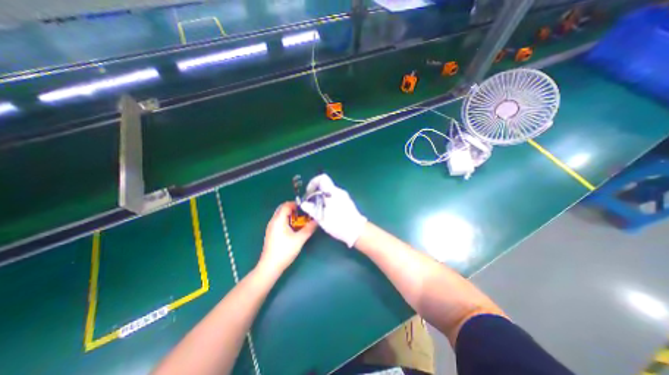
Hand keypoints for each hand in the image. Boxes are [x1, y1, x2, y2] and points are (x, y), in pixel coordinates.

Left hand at [257, 202, 315, 275]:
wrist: (270, 266)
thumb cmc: (284, 251)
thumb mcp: (299, 239)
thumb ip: (309, 228)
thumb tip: (317, 221)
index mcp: (279, 220)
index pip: (286, 205)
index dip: (296, 204)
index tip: (305, 207)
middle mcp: (273, 221)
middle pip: (283, 209)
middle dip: (294, 209)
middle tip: (304, 213)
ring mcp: (271, 228)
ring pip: (281, 216)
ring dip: (290, 215)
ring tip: (300, 220)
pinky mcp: (271, 233)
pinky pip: (279, 222)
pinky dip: (286, 221)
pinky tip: (293, 229)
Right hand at [301, 174, 368, 247]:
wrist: (357, 231)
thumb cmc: (339, 223)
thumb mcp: (322, 217)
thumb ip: (311, 208)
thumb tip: (303, 203)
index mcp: (333, 192)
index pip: (322, 178)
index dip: (313, 182)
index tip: (309, 193)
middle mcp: (339, 191)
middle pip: (325, 186)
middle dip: (315, 192)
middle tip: (310, 203)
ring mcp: (344, 197)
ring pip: (329, 193)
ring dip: (321, 198)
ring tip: (317, 209)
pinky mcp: (347, 203)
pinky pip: (334, 198)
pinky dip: (327, 202)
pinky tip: (326, 212)